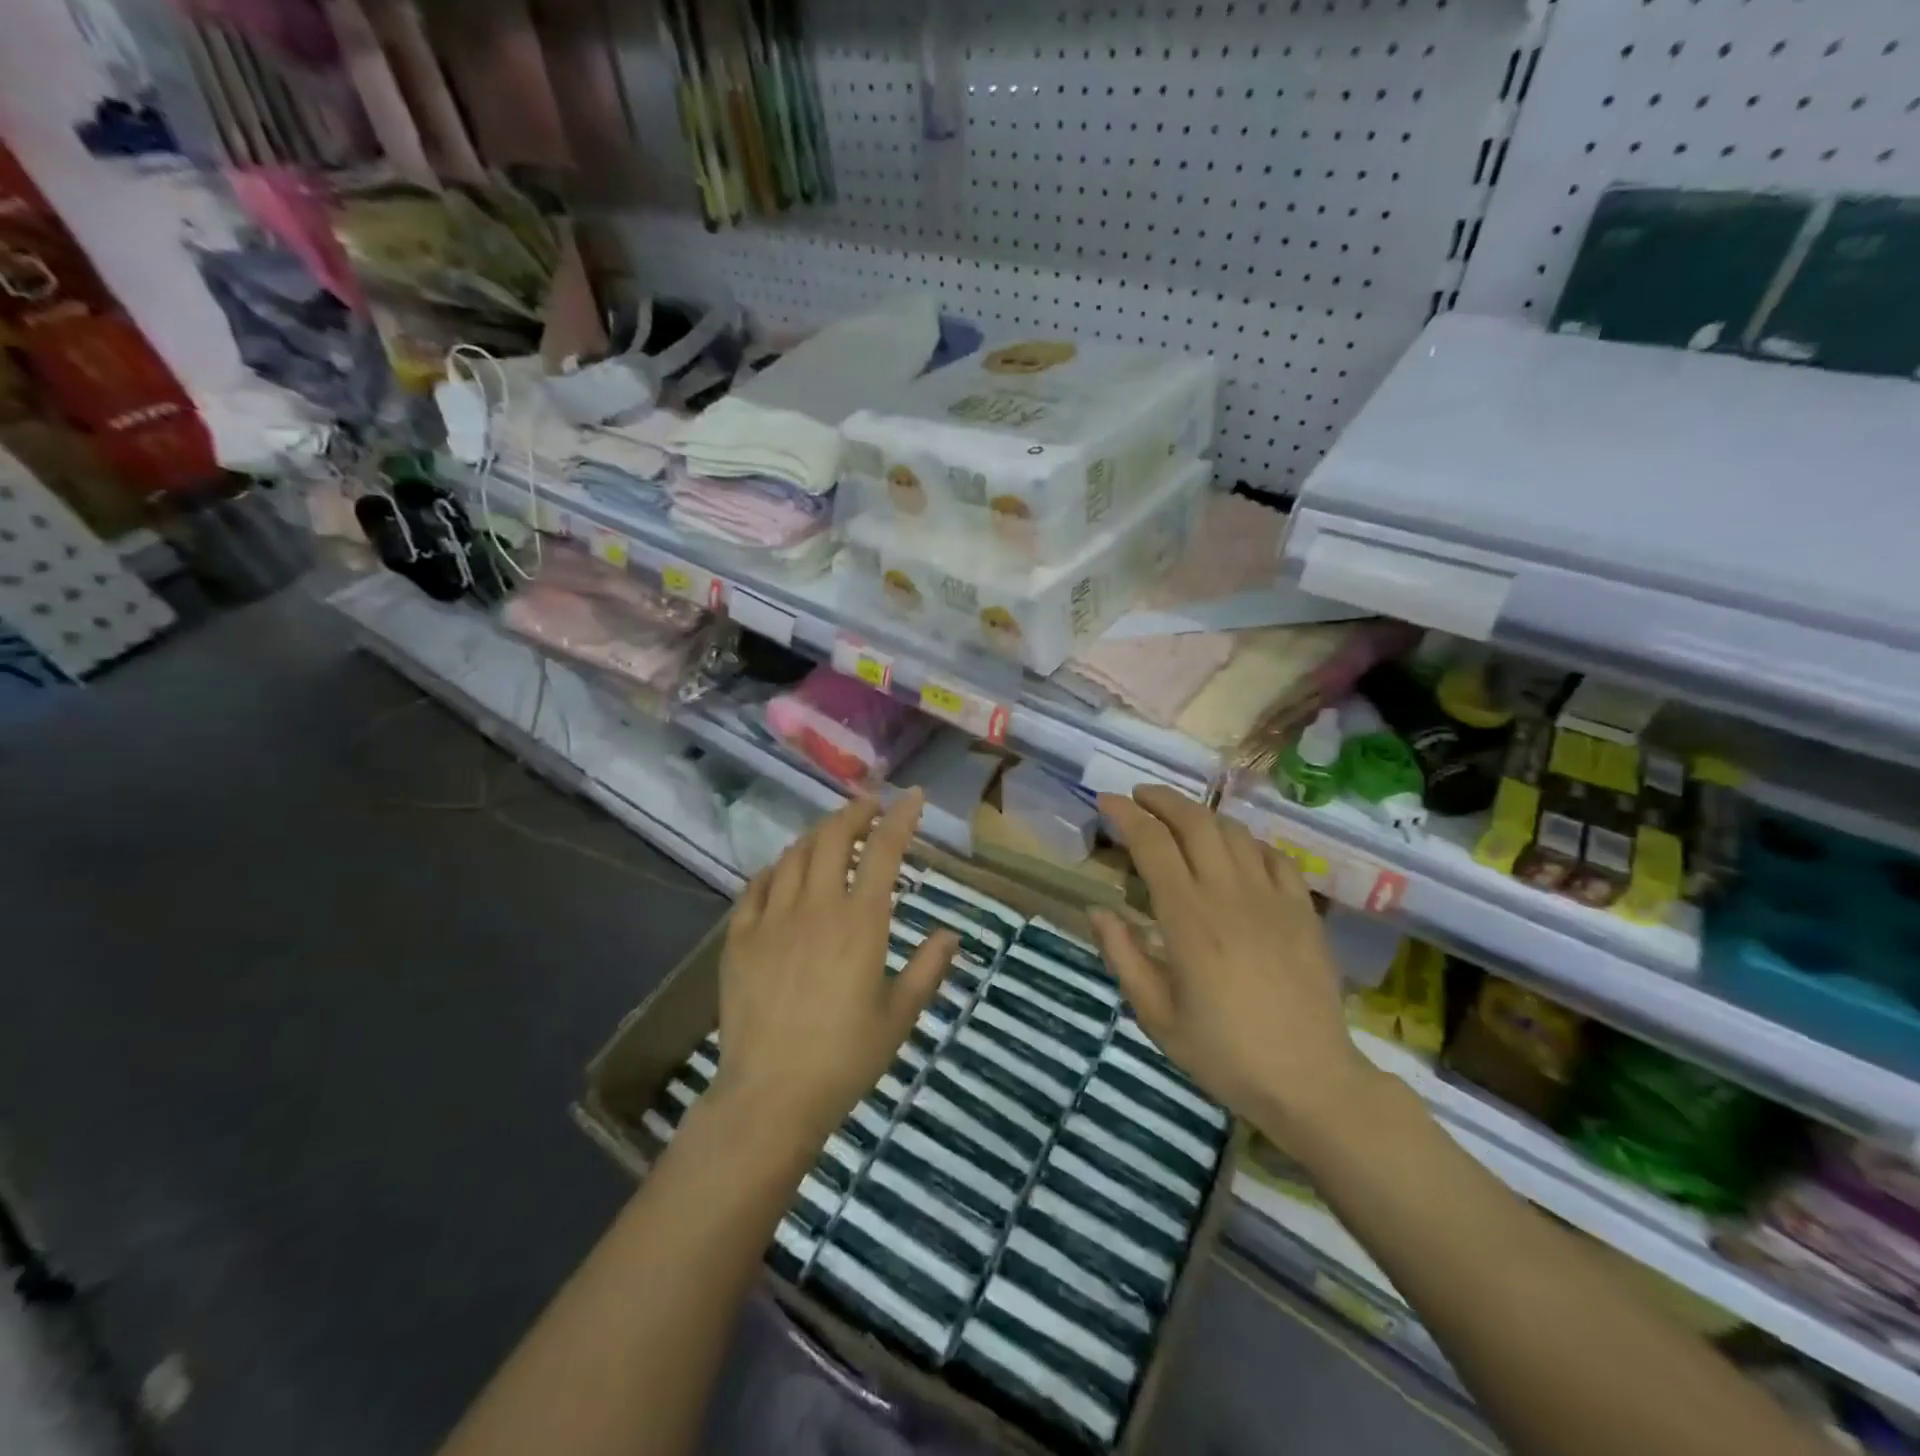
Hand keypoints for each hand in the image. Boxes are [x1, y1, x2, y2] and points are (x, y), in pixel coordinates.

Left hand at [711, 791, 956, 1157]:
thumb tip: (951, 934)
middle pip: (834, 838)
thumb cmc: (845, 1059)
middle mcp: (817, 907)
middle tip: (869, 805)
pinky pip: (757, 886)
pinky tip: (783, 871)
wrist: (771, 1095)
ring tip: (832, 833)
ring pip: (795, 855)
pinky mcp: (740, 937)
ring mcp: (773, 919)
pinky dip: (777, 869)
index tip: (912, 796)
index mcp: (861, 922)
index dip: (901, 817)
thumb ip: (928, 969)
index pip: (885, 851)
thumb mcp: (899, 1017)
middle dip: (854, 812)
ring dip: (818, 834)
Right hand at [1090, 786, 1380, 1149]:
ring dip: (1201, 815)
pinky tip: (1235, 850)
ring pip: (1234, 831)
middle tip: (1138, 797)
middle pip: (1195, 822)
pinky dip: (1247, 841)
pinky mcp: (1303, 910)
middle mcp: (1229, 894)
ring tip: (1179, 819)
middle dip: (1162, 799)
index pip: (1152, 844)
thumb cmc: (1224, 1053)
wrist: (1310, 1082)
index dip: (1126, 814)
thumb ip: (1122, 955)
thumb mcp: (1155, 1015)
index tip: (1106, 801)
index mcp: (1188, 918)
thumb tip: (1097, 909)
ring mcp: (1272, 898)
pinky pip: (1274, 855)